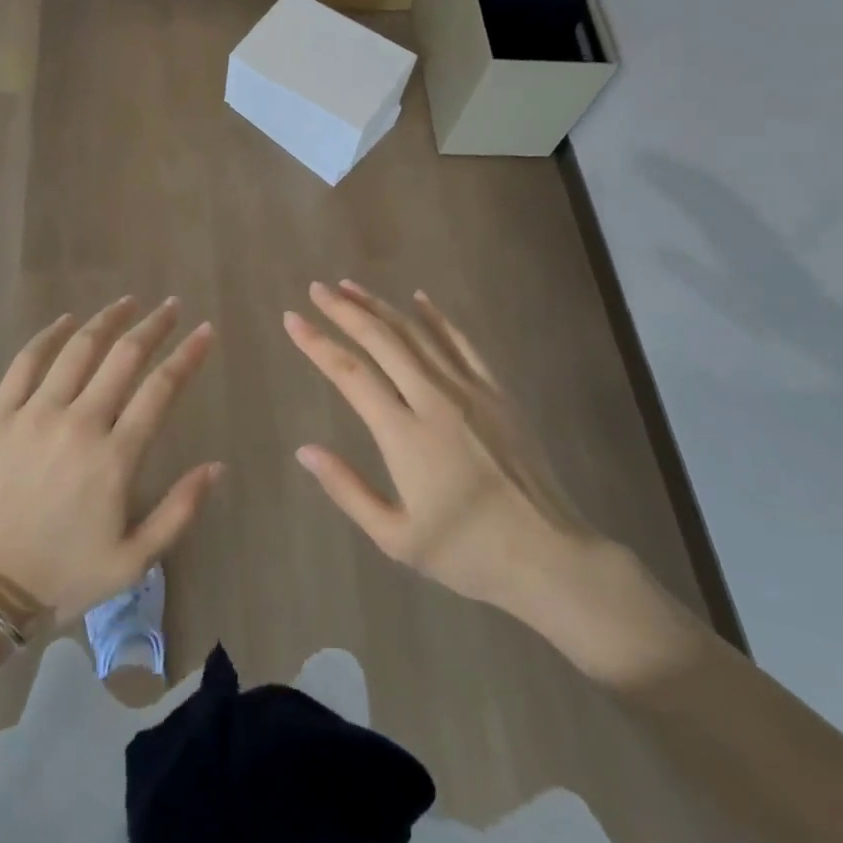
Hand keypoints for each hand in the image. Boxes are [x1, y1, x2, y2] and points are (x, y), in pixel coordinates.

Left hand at [0, 297, 222, 623]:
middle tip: (171, 306)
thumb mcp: (133, 562)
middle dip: (154, 326)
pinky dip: (48, 336)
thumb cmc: (63, 577)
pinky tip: (65, 320)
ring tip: (128, 302)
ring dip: (107, 320)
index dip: (188, 355)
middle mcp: (78, 423)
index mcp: (114, 458)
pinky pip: (26, 362)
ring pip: (78, 350)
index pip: (161, 389)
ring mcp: (35, 414)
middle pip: (124, 357)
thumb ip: (179, 511)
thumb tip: (217, 466)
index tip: (205, 330)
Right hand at [285, 281, 703, 683]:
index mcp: (405, 435)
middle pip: (381, 340)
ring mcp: (469, 391)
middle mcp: (434, 400)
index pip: (350, 374)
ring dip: (380, 306)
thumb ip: (348, 490)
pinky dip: (436, 317)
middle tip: (316, 290)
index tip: (292, 319)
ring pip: (416, 334)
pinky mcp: (496, 392)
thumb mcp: (397, 538)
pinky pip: (461, 343)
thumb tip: (304, 450)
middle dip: (345, 310)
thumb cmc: (468, 553)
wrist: (550, 556)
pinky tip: (419, 298)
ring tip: (351, 286)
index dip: (317, 343)